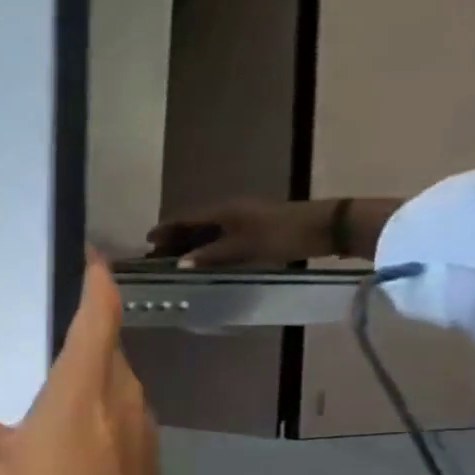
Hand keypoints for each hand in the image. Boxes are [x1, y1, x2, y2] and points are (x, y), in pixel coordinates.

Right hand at [0, 252, 164, 474]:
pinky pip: (115, 413)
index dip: (96, 280)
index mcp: (83, 384)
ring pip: (110, 382)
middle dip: (79, 338)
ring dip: (83, 382)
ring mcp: (141, 420)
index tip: (91, 258)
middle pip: (103, 347)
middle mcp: (120, 391)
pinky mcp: (147, 448)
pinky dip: (93, 414)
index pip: (99, 314)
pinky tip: (67, 444)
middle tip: (42, 348)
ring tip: (48, 404)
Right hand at [146, 198, 332, 267]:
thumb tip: (179, 263)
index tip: (148, 240)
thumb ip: (210, 255)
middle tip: (157, 254)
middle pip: (195, 223)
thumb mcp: (243, 247)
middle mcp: (230, 211)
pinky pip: (222, 234)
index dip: (166, 228)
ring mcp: (244, 218)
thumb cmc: (282, 234)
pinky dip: (208, 244)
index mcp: (224, 211)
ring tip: (176, 258)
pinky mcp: (256, 227)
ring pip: (209, 229)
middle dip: (175, 237)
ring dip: (191, 242)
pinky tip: (205, 256)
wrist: (327, 227)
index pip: (186, 218)